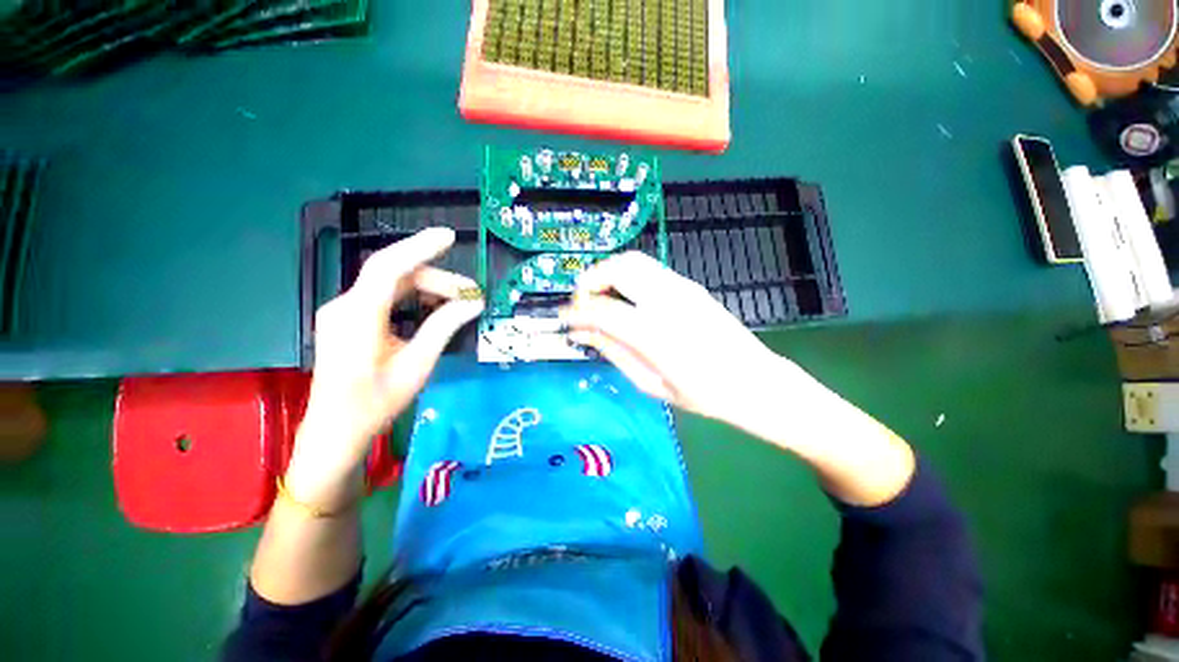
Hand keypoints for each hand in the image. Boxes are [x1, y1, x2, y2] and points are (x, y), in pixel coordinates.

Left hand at [286, 228, 483, 504]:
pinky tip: (432, 309)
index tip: (449, 237)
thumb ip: (444, 327)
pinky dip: (412, 298)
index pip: (389, 266)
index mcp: (358, 315)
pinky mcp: (349, 320)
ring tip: (457, 303)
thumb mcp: (417, 364)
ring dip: (426, 289)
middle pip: (395, 275)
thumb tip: (473, 303)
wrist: (336, 430)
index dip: (420, 246)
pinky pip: (384, 297)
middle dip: (436, 279)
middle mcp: (345, 305)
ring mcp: (344, 312)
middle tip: (470, 295)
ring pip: (391, 285)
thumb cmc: (376, 402)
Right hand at [562, 251, 781, 421]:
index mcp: (657, 334)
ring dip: (608, 273)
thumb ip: (614, 353)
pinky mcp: (690, 285)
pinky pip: (649, 270)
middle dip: (590, 280)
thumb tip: (582, 334)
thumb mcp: (651, 383)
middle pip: (618, 268)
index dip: (576, 312)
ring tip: (600, 297)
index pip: (602, 311)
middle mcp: (668, 301)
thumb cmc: (703, 394)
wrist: (754, 381)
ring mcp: (682, 288)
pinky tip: (626, 298)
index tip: (564, 319)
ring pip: (634, 261)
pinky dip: (627, 276)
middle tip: (582, 303)